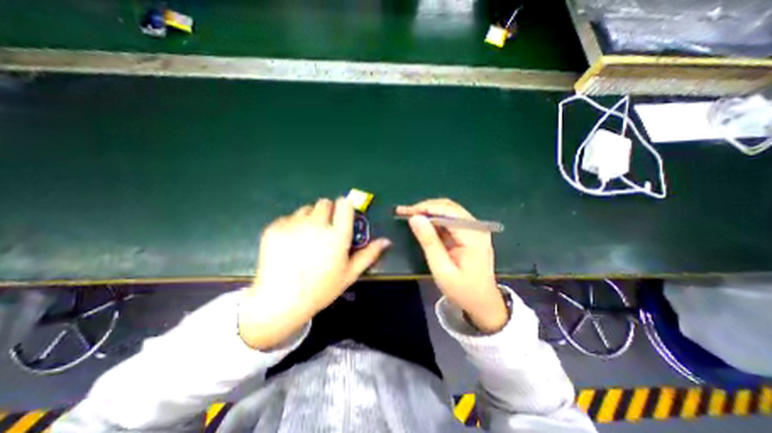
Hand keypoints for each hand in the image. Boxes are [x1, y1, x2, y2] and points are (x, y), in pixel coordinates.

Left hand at [239, 198, 391, 349]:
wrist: (280, 301)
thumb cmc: (321, 289)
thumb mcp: (349, 274)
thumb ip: (369, 254)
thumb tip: (386, 241)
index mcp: (337, 236)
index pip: (344, 204)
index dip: (344, 207)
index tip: (342, 215)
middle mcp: (316, 225)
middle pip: (325, 202)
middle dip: (328, 212)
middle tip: (324, 230)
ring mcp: (294, 225)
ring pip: (306, 209)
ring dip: (310, 218)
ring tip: (307, 238)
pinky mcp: (275, 228)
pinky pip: (289, 217)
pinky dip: (292, 225)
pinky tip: (290, 244)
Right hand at [397, 199, 508, 332]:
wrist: (483, 303)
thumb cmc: (462, 290)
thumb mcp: (442, 269)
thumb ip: (429, 242)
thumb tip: (415, 218)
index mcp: (473, 235)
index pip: (447, 211)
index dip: (425, 208)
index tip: (405, 212)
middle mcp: (477, 227)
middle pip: (448, 207)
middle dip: (424, 207)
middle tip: (403, 212)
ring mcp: (474, 229)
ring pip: (448, 211)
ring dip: (428, 212)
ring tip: (409, 215)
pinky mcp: (470, 233)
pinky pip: (450, 220)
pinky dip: (434, 219)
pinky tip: (422, 223)